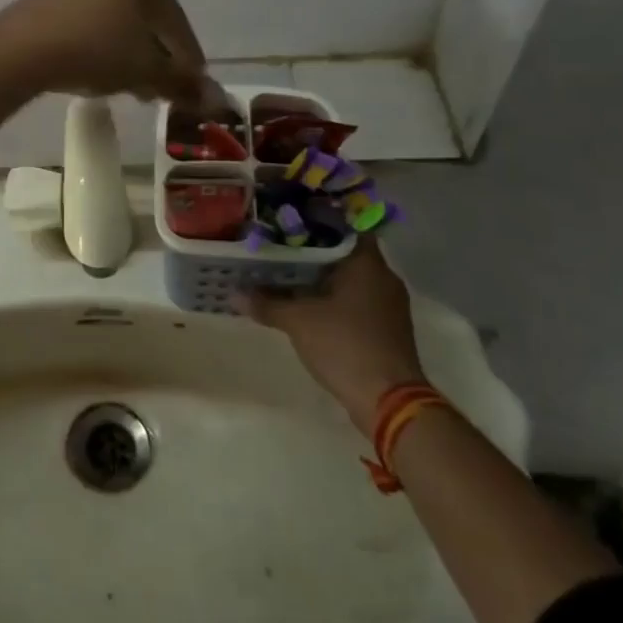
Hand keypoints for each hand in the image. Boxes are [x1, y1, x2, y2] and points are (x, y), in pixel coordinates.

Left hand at [0, 0, 208, 104]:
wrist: (20, 49)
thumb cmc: (94, 50)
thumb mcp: (144, 70)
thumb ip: (180, 83)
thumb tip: (214, 100)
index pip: (174, 17)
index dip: (187, 54)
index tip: (192, 83)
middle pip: (143, 14)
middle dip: (155, 52)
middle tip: (160, 87)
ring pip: (112, 16)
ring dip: (126, 49)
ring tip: (130, 84)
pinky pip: (84, 17)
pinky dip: (97, 41)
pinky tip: (96, 67)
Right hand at [237, 239, 426, 430]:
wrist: (389, 402)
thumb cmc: (345, 345)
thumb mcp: (297, 321)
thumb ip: (267, 303)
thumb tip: (234, 293)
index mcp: (367, 263)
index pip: (345, 226)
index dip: (318, 220)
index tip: (291, 222)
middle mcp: (383, 278)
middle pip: (346, 252)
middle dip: (315, 250)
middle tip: (281, 247)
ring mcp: (389, 305)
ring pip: (351, 278)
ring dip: (324, 276)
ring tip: (288, 274)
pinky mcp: (387, 328)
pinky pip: (357, 300)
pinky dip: (335, 298)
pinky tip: (309, 304)